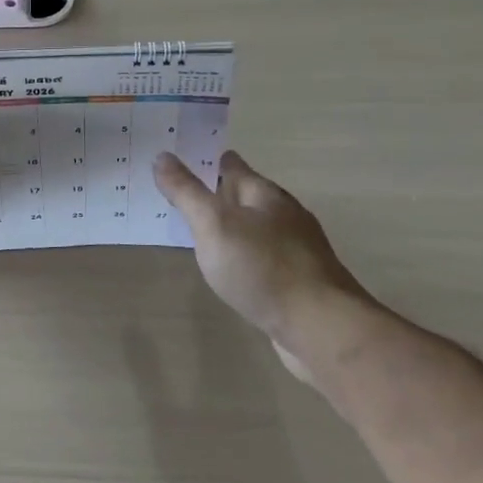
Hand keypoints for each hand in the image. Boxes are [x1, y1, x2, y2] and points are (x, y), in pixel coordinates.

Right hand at [153, 150, 370, 380]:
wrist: (320, 327)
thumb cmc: (262, 267)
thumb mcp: (213, 224)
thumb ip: (186, 192)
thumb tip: (162, 156)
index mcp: (265, 194)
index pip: (231, 165)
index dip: (205, 159)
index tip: (178, 158)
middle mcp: (283, 215)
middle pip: (244, 195)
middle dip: (215, 194)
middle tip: (178, 195)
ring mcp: (295, 249)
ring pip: (253, 227)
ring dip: (229, 226)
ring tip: (197, 231)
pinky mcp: (298, 281)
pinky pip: (260, 257)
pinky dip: (241, 255)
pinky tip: (229, 267)